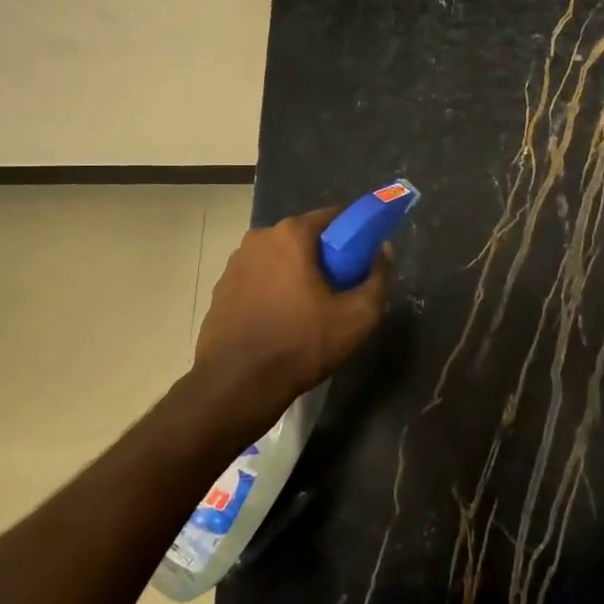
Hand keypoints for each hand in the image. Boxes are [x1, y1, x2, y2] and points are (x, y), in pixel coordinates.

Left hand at [191, 208, 391, 424]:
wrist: (237, 386)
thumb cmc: (301, 344)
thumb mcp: (358, 316)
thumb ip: (378, 277)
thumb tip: (382, 251)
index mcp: (290, 234)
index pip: (332, 217)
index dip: (352, 237)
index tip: (360, 263)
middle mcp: (258, 238)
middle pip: (303, 238)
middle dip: (323, 258)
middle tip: (338, 291)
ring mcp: (234, 264)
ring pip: (279, 260)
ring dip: (295, 275)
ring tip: (308, 312)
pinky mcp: (221, 290)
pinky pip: (257, 280)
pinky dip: (271, 292)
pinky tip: (279, 323)